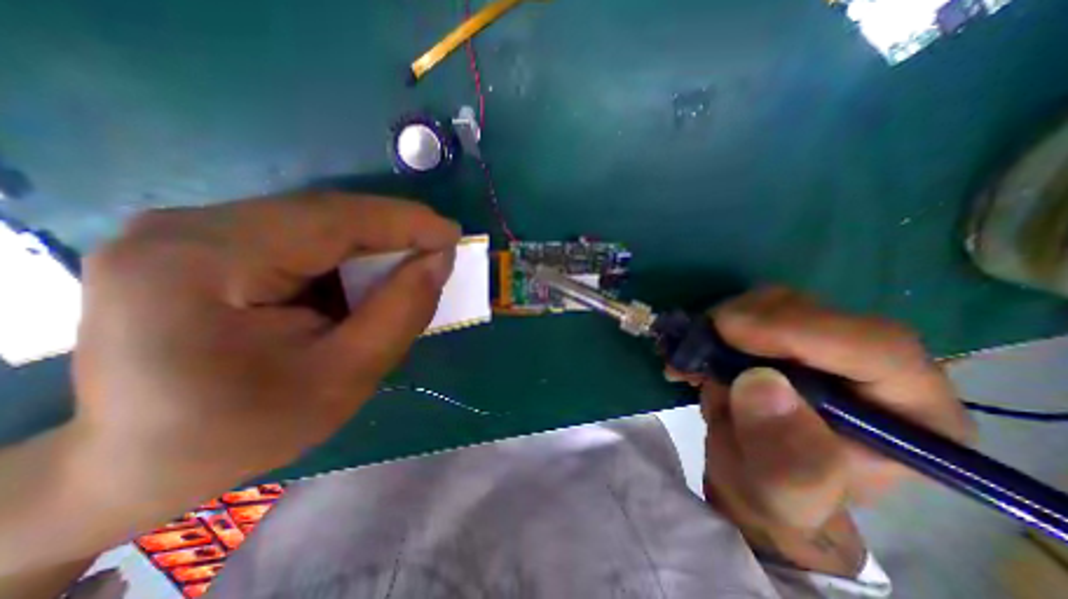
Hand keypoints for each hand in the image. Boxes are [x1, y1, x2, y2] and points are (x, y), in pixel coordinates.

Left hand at [72, 194, 459, 489]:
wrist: (142, 462)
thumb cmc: (248, 429)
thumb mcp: (346, 375)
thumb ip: (402, 310)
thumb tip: (440, 259)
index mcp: (204, 264)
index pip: (333, 221)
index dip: (405, 222)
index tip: (453, 234)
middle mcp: (184, 228)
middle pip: (324, 214)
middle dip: (393, 231)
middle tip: (438, 251)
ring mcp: (186, 230)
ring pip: (316, 220)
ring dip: (372, 243)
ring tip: (408, 267)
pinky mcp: (201, 243)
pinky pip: (298, 234)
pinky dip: (345, 252)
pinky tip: (362, 277)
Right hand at [675, 288, 972, 578]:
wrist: (750, 476)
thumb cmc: (776, 493)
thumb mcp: (780, 493)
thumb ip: (783, 453)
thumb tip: (759, 382)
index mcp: (906, 412)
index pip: (874, 347)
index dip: (799, 330)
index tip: (729, 331)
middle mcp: (867, 364)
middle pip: (813, 312)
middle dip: (744, 323)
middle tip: (695, 346)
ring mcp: (818, 343)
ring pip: (772, 302)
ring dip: (718, 325)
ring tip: (688, 361)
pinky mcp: (777, 334)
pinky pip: (742, 310)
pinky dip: (708, 326)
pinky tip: (689, 355)